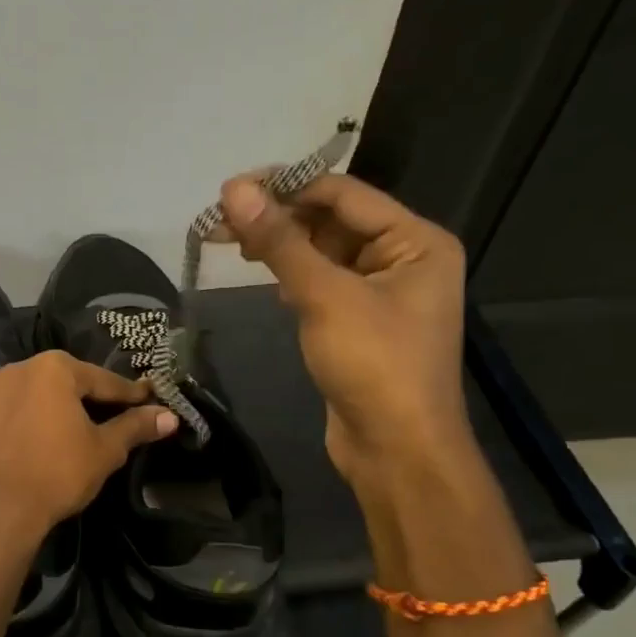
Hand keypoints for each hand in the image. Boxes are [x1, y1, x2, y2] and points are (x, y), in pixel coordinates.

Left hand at [0, 351, 178, 547]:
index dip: (126, 395)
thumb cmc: (57, 475)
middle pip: (62, 381)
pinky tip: (18, 427)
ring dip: (44, 403)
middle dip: (82, 398)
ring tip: (57, 427)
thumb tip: (170, 415)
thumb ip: (135, 427)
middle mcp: (20, 365)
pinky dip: (10, 410)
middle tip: (102, 419)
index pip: (102, 381)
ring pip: (28, 389)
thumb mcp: (104, 451)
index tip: (145, 400)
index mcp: (56, 368)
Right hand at [217, 172, 469, 480]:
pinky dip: (290, 273)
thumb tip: (235, 189)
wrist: (396, 450)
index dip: (286, 186)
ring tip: (228, 240)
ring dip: (278, 244)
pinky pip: (320, 281)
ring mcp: (381, 291)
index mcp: (415, 240)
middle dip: (277, 217)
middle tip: (219, 218)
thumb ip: (280, 240)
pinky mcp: (358, 320)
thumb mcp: (324, 296)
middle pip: (331, 220)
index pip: (343, 194)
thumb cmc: (374, 365)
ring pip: (321, 251)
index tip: (230, 189)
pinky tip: (260, 272)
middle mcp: (403, 257)